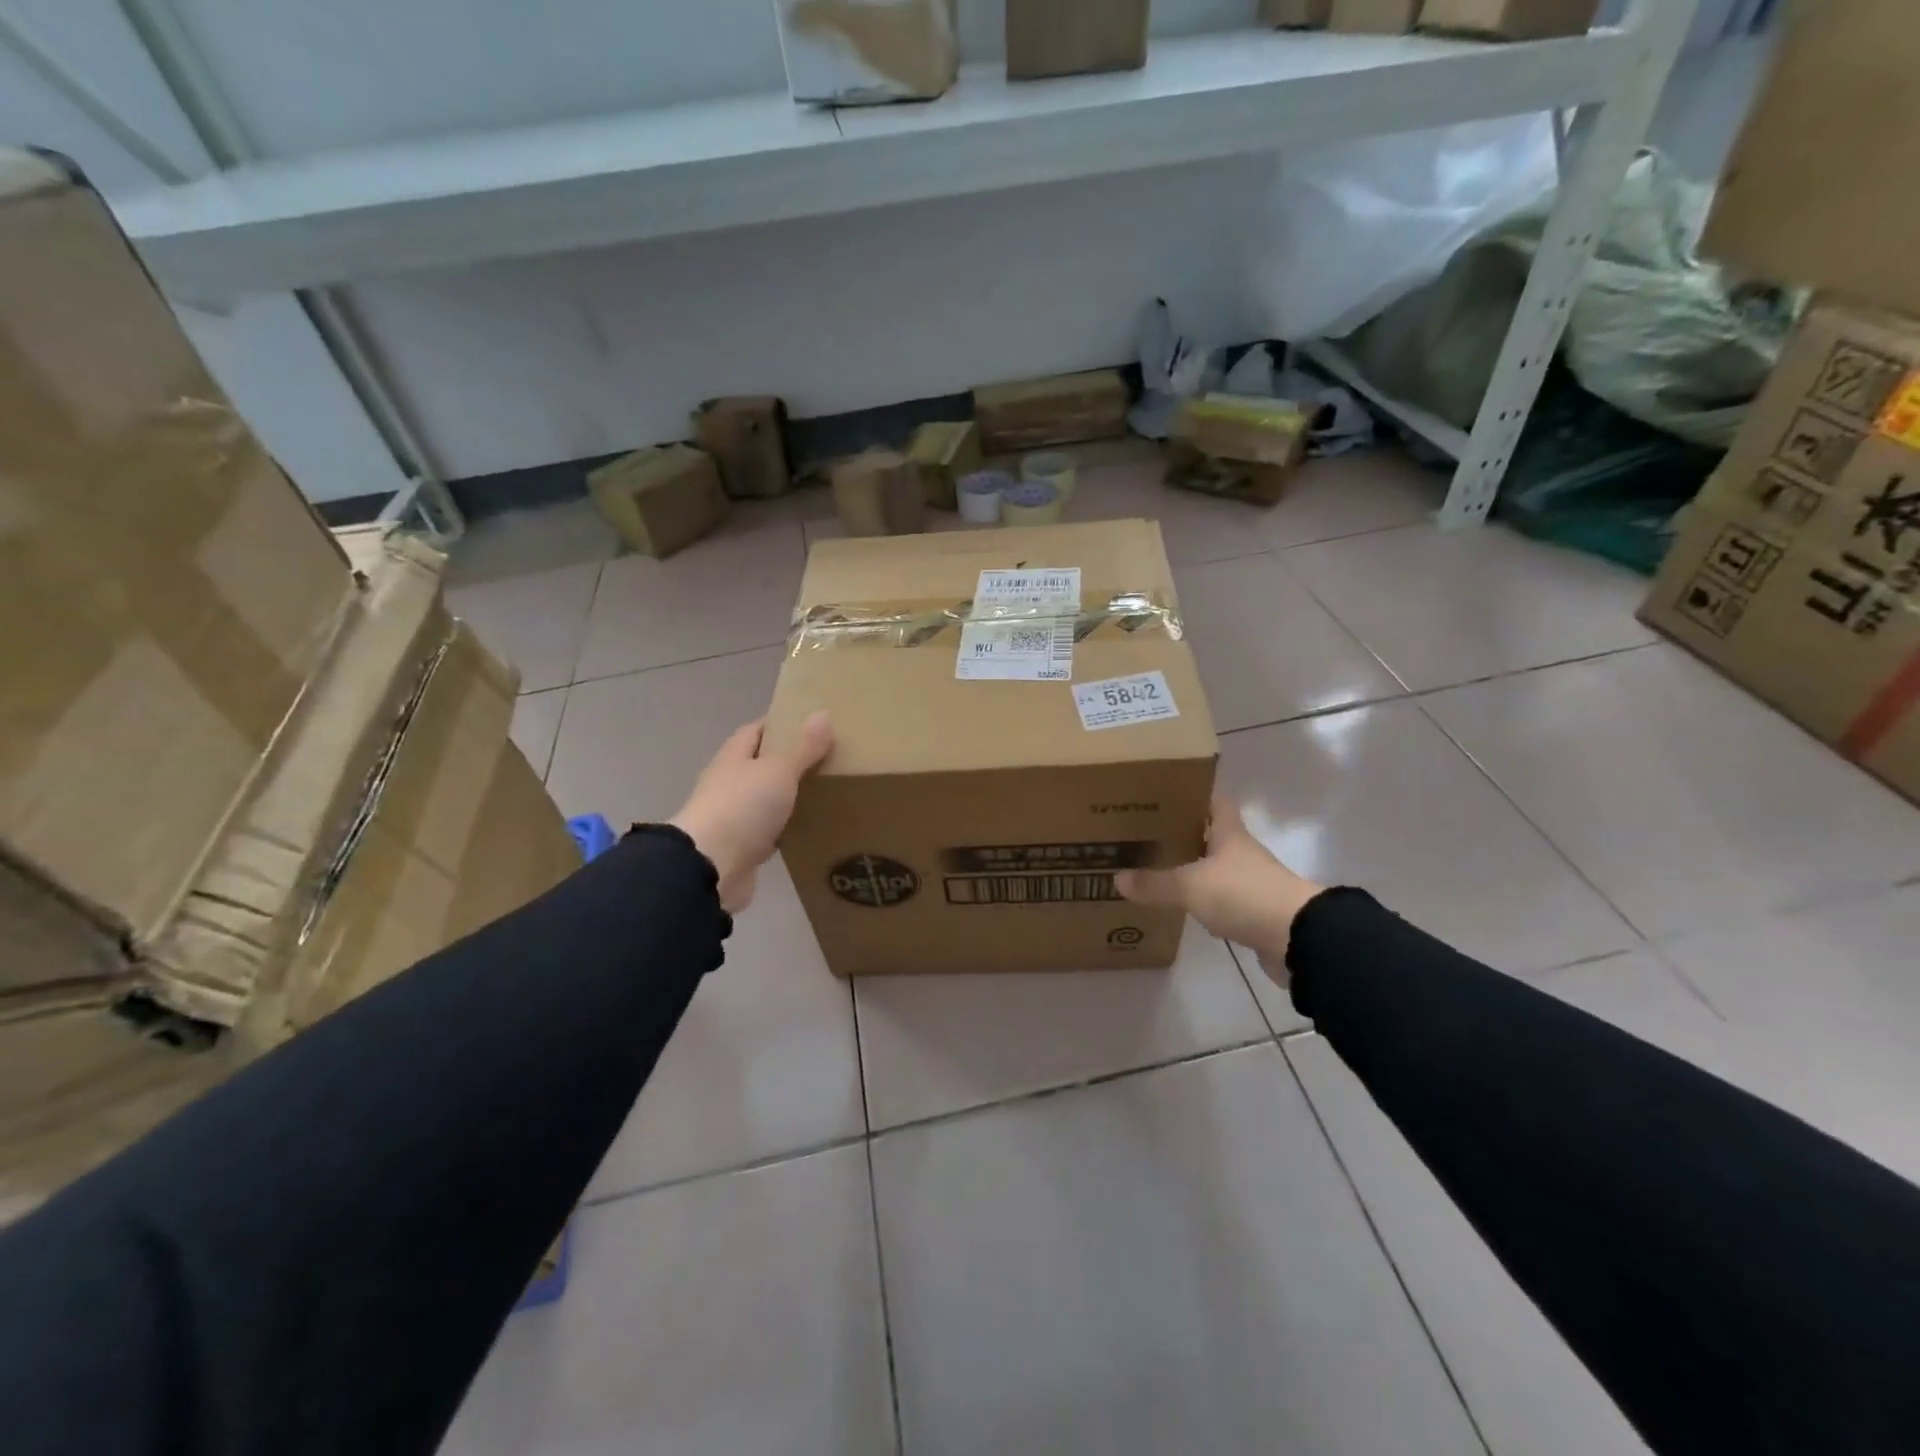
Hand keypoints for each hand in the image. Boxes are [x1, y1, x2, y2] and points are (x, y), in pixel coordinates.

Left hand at [671, 712, 833, 912]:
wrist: (710, 868)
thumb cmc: (743, 807)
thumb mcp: (779, 770)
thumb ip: (803, 747)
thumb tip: (823, 713)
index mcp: (734, 757)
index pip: (756, 730)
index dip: (781, 725)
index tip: (812, 724)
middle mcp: (730, 783)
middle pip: (762, 765)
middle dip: (791, 761)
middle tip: (829, 758)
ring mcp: (734, 817)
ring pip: (767, 799)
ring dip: (789, 796)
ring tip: (827, 791)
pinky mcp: (743, 848)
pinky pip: (771, 832)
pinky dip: (788, 828)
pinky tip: (811, 828)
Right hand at [1114, 795, 1322, 985]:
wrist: (1297, 938)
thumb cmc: (1243, 894)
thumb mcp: (1190, 886)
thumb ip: (1154, 883)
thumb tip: (1117, 878)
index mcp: (1229, 834)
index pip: (1215, 802)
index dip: (1195, 795)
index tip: (1168, 793)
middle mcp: (1241, 854)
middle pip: (1212, 836)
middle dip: (1184, 834)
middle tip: (1149, 834)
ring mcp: (1251, 884)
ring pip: (1216, 870)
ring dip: (1193, 870)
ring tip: (1158, 870)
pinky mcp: (1254, 913)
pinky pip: (1223, 903)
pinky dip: (1204, 904)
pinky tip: (1184, 910)